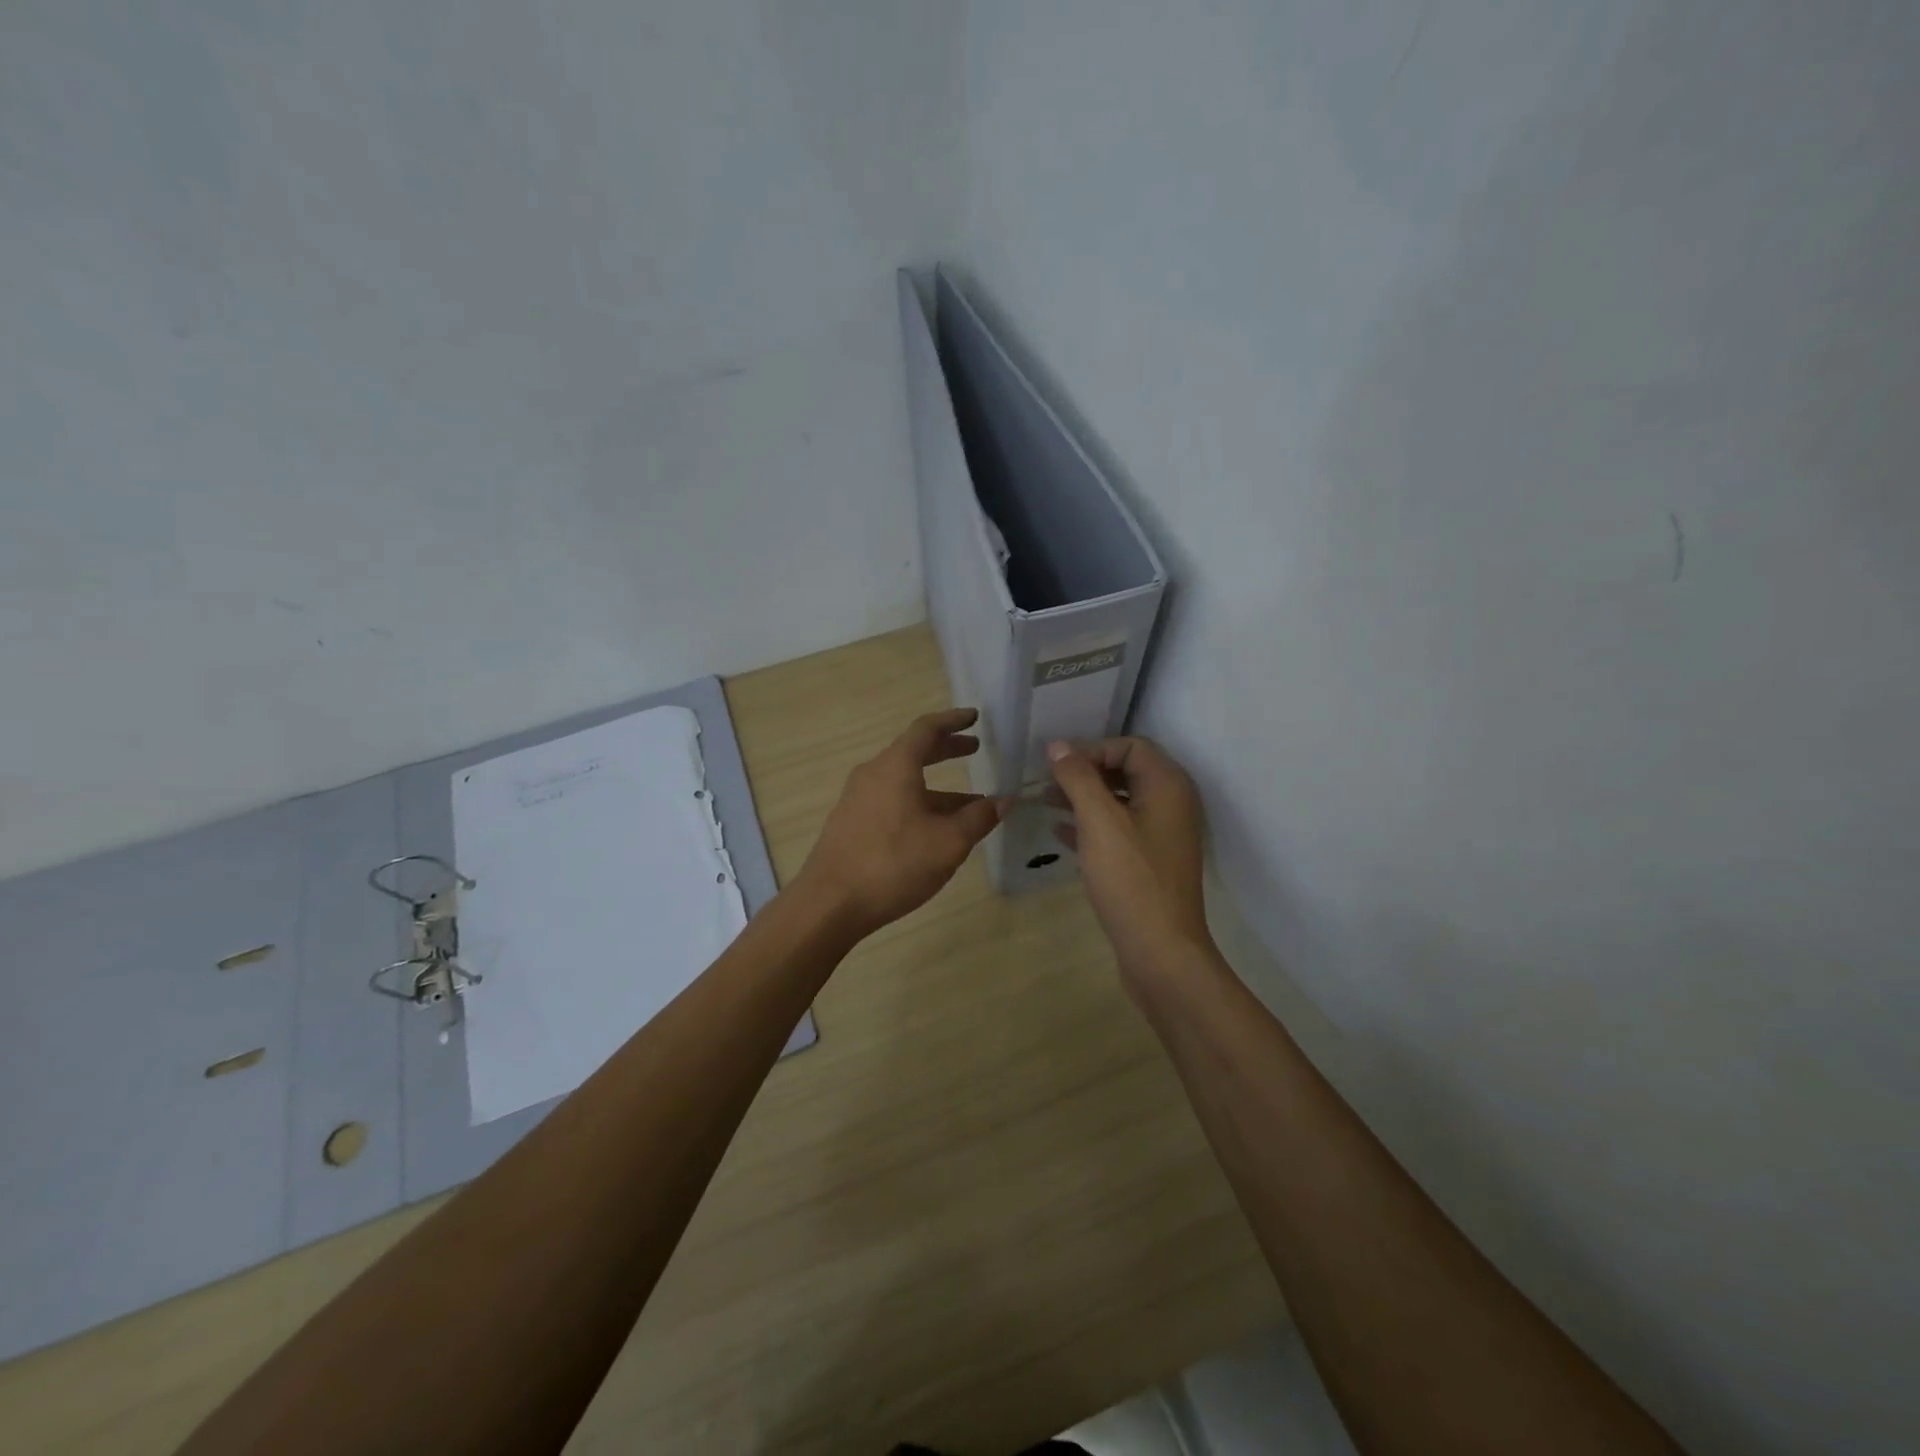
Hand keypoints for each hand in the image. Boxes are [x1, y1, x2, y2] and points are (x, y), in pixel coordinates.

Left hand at [796, 708, 1006, 938]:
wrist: (829, 903)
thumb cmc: (893, 864)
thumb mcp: (948, 843)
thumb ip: (979, 818)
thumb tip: (1005, 801)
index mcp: (895, 767)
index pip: (926, 729)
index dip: (953, 720)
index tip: (974, 717)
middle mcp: (873, 774)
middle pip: (913, 751)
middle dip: (946, 749)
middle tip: (974, 750)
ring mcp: (858, 799)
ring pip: (904, 780)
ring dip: (937, 786)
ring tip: (970, 803)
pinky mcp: (852, 823)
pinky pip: (892, 800)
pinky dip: (919, 802)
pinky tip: (936, 829)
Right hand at [1046, 737, 1212, 982]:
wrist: (1161, 952)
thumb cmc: (1131, 880)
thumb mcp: (1100, 822)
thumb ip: (1079, 779)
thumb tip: (1058, 746)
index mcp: (1167, 786)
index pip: (1130, 746)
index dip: (1092, 749)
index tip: (1057, 767)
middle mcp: (1171, 804)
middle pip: (1125, 770)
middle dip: (1085, 772)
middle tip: (1047, 783)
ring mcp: (1162, 835)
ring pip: (1120, 802)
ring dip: (1084, 798)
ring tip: (1046, 802)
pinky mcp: (1150, 862)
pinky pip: (1118, 830)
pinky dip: (1091, 825)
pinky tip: (1059, 833)